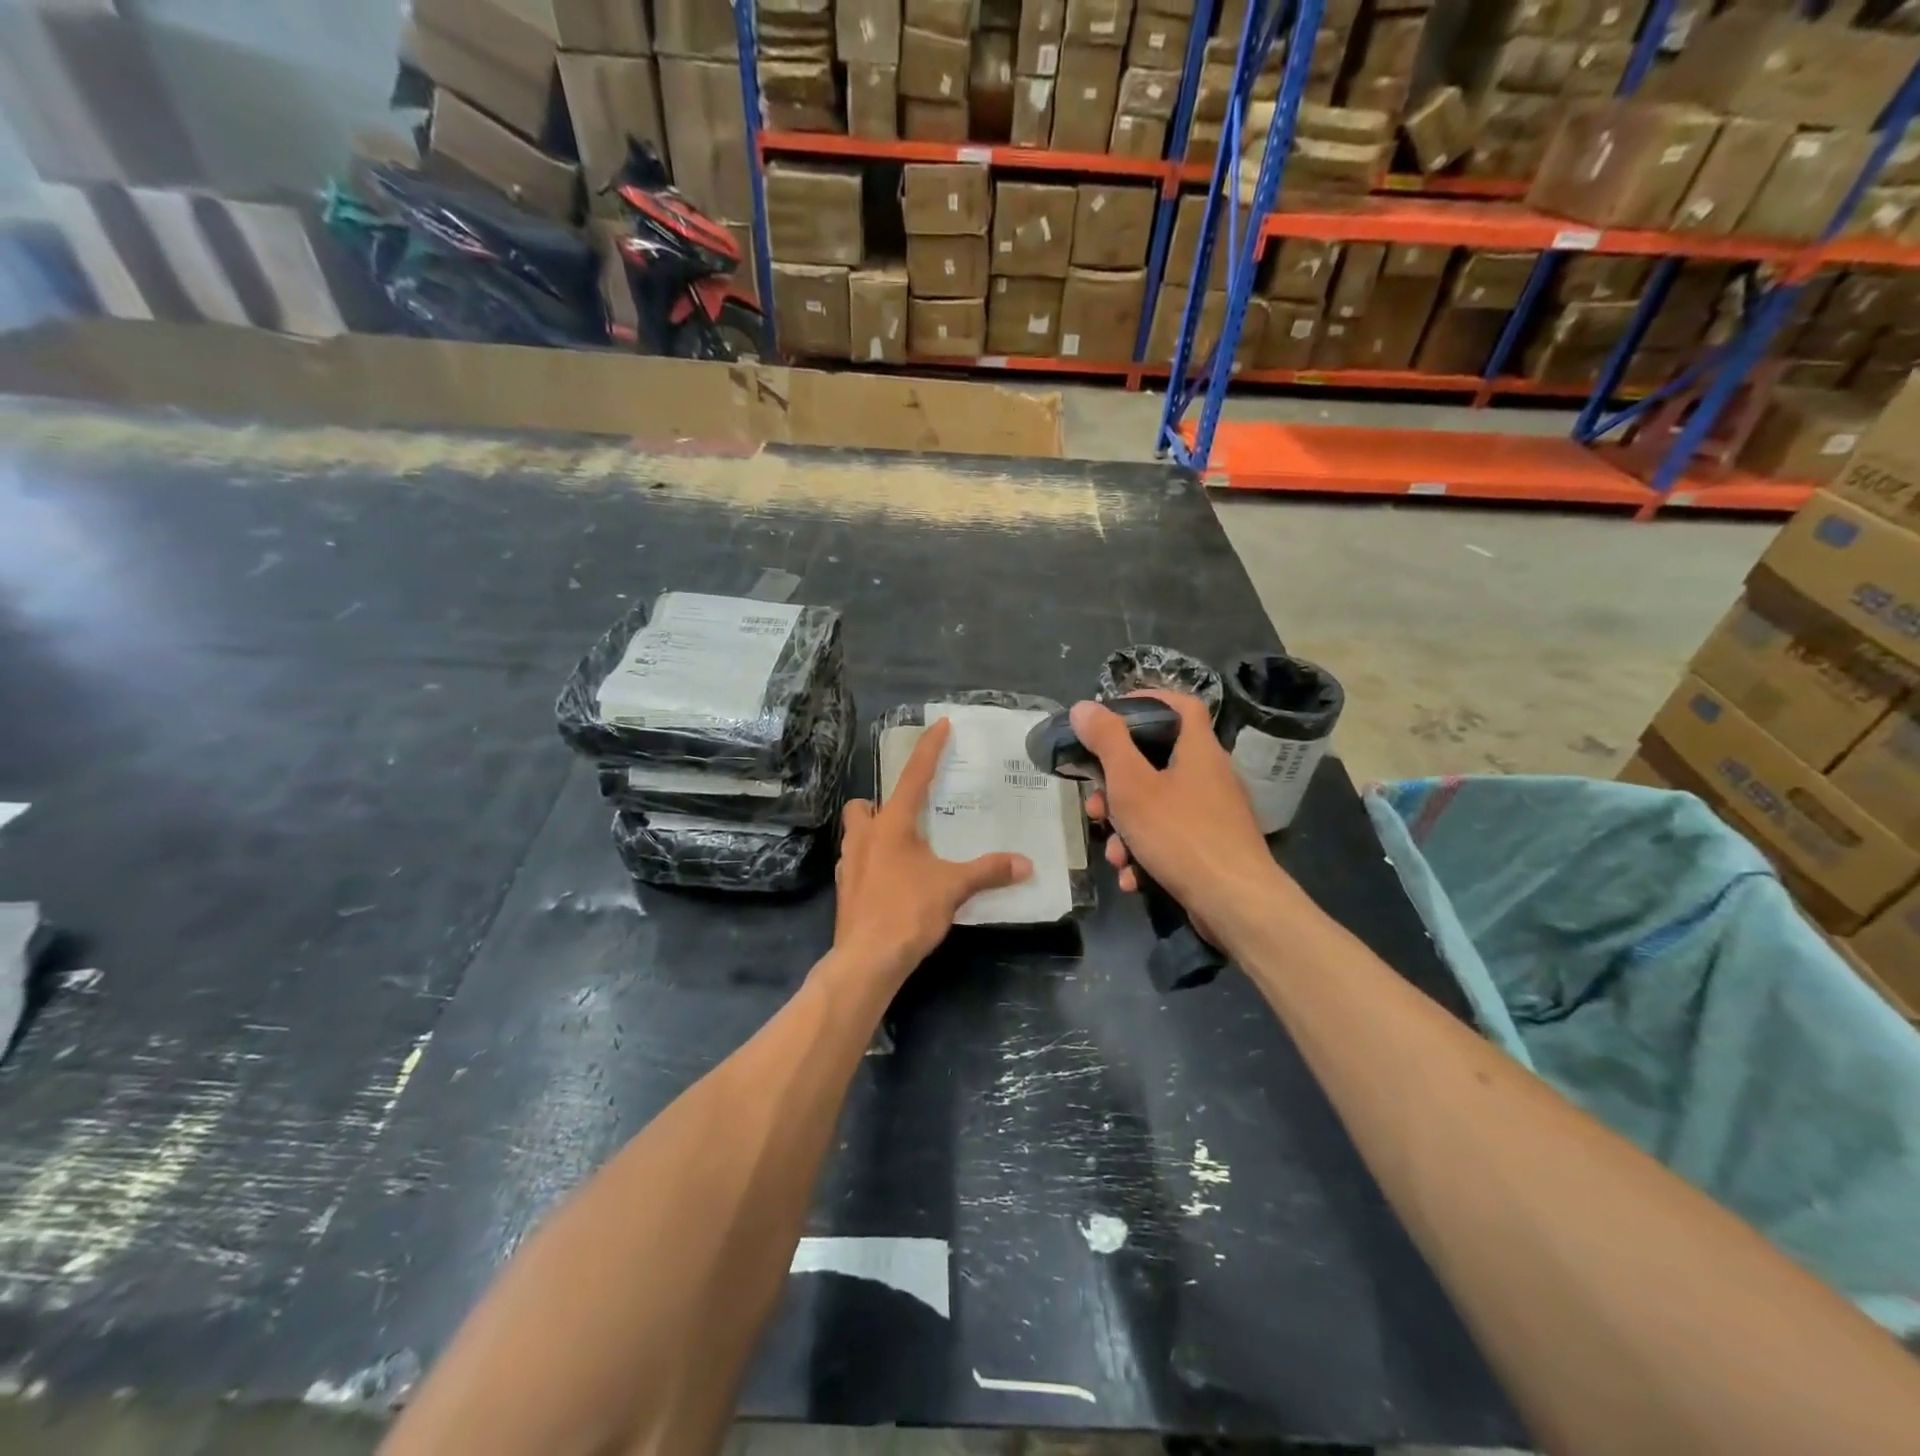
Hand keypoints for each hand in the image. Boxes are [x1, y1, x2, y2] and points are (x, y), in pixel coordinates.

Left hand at [831, 717, 1031, 985]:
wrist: (866, 960)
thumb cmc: (908, 911)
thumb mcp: (953, 887)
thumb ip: (988, 871)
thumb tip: (1026, 864)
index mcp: (891, 825)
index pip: (913, 776)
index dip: (928, 749)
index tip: (939, 724)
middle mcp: (864, 837)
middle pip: (862, 806)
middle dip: (879, 804)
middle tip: (908, 817)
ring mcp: (849, 865)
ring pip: (856, 834)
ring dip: (875, 833)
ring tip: (905, 848)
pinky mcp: (846, 891)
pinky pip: (856, 863)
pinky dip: (872, 863)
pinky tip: (894, 880)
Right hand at [1074, 691, 1275, 930]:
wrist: (1236, 904)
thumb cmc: (1181, 834)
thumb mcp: (1132, 784)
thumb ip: (1107, 743)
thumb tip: (1085, 707)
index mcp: (1198, 750)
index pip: (1180, 705)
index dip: (1147, 701)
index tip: (1111, 716)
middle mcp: (1210, 776)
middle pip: (1156, 763)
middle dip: (1117, 786)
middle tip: (1096, 805)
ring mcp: (1213, 815)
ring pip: (1158, 806)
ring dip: (1127, 828)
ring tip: (1114, 854)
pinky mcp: (1212, 848)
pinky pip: (1170, 839)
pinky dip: (1147, 853)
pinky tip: (1132, 877)